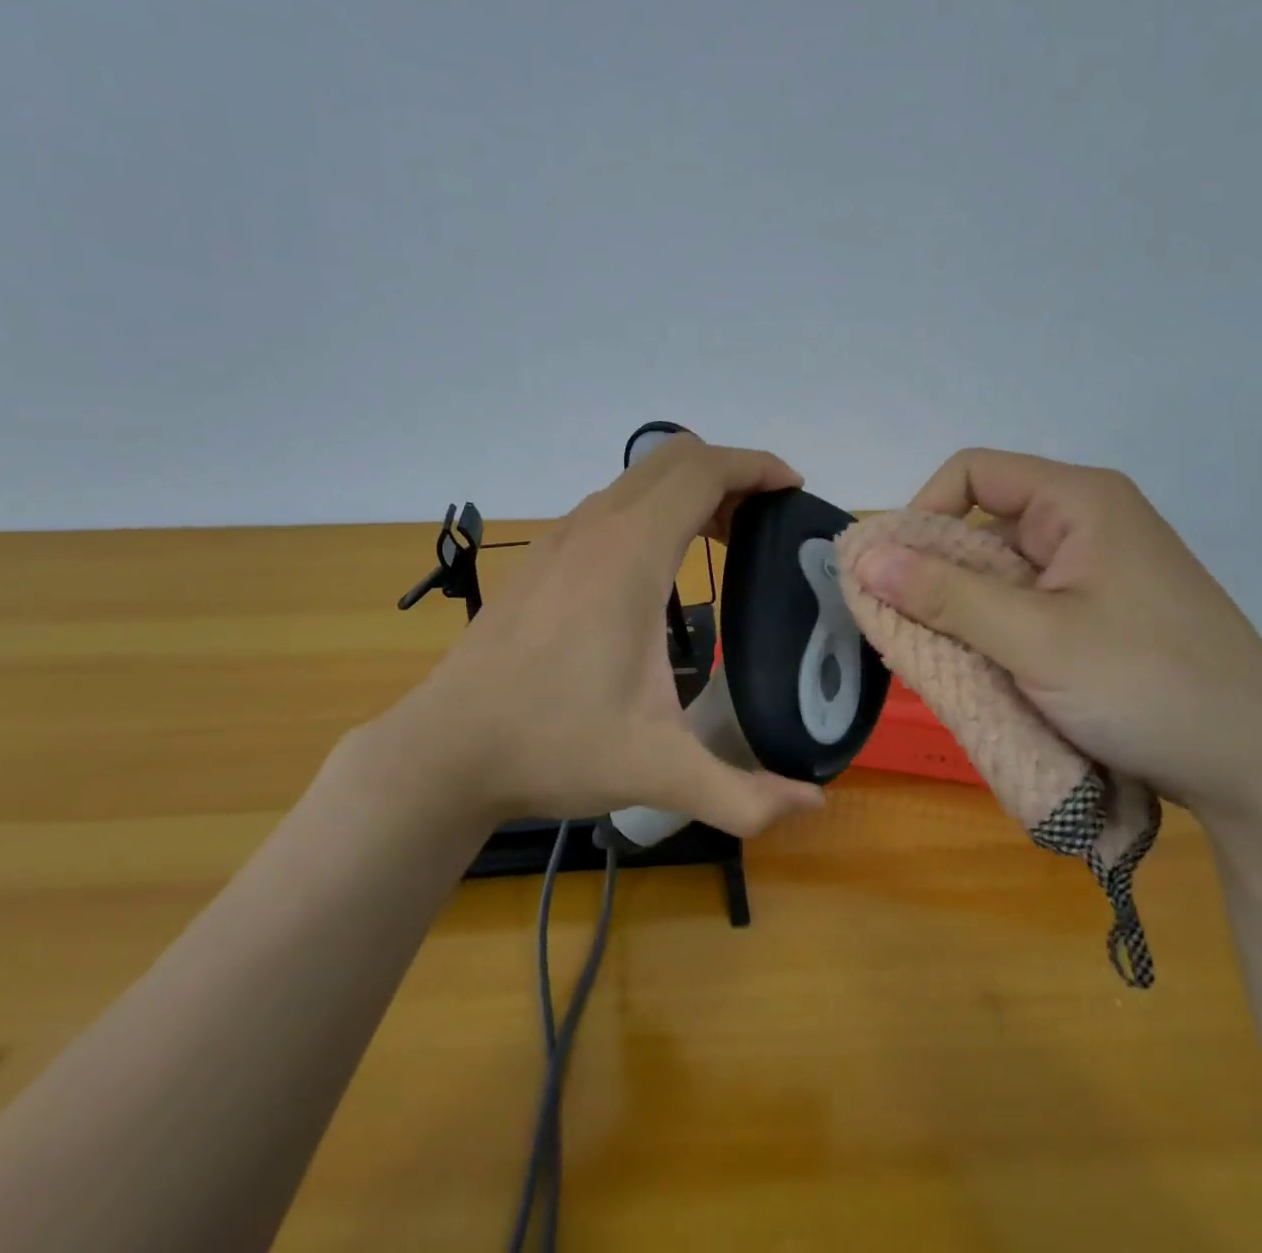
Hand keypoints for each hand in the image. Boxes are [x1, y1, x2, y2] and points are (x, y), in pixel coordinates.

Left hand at [366, 435, 827, 835]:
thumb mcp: (658, 772)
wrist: (447, 748)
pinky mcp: (540, 558)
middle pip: (673, 457)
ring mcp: (561, 538)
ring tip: (723, 540)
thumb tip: (814, 803)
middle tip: (764, 521)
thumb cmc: (554, 744)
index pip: (702, 471)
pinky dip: (651, 509)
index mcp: (630, 556)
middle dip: (729, 471)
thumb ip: (743, 794)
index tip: (793, 489)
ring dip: (688, 490)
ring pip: (637, 479)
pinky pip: (610, 505)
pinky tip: (658, 568)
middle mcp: (595, 529)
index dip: (755, 466)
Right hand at [852, 448, 1261, 821]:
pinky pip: (1022, 603)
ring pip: (998, 569)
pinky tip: (979, 667)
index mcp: (1079, 502)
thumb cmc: (1147, 687)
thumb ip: (943, 594)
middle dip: (935, 572)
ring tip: (939, 656)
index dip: (923, 513)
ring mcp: (1094, 570)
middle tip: (905, 627)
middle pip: (981, 522)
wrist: (1260, 772)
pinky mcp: (1098, 612)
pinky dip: (990, 629)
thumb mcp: (1034, 640)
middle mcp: (1085, 522)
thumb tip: (862, 555)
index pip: (972, 473)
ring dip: (960, 607)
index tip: (897, 573)